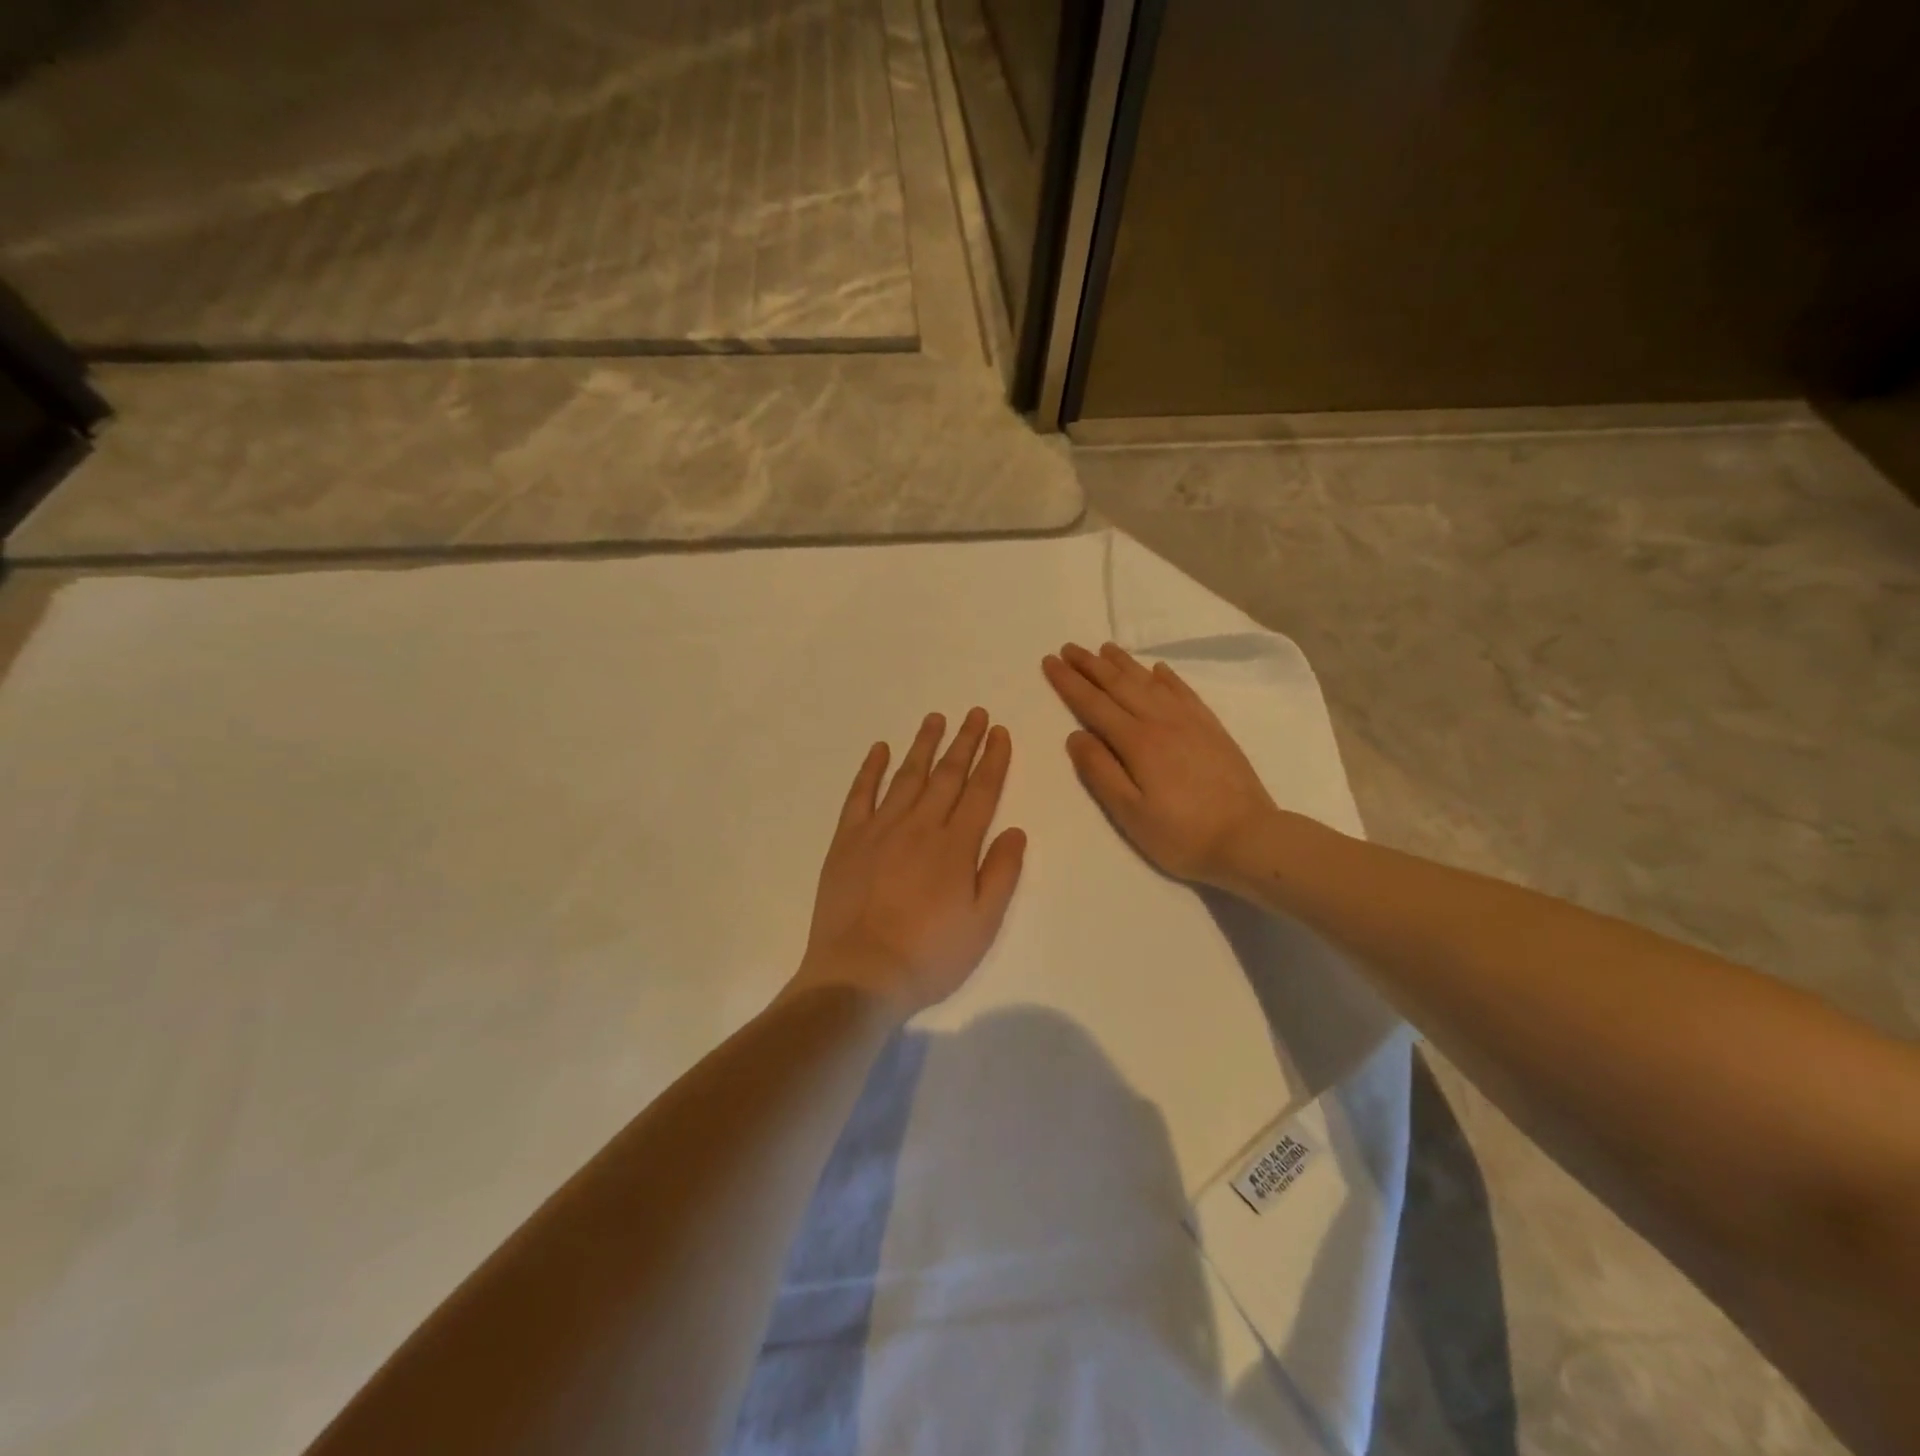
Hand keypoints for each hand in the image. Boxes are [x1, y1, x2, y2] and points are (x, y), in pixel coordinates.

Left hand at [789, 709, 1026, 1015]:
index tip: (1000, 732)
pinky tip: (879, 749)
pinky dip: (870, 769)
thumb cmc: (929, 955)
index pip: (981, 791)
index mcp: (956, 846)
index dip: (993, 759)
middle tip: (975, 713)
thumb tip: (1017, 830)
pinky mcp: (847, 840)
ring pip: (907, 776)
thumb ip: (1002, 873)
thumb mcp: (983, 924)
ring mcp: (879, 829)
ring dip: (923, 745)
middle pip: (947, 775)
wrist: (860, 975)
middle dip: (964, 741)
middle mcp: (920, 826)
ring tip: (935, 718)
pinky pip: (860, 794)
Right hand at [1043, 642, 1277, 886]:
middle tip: (1069, 647)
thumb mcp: (1129, 813)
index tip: (1050, 662)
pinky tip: (1158, 669)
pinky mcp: (1212, 729)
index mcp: (1137, 742)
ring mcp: (1191, 722)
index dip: (1069, 683)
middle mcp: (1162, 721)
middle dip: (1091, 665)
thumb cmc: (1181, 834)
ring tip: (1104, 648)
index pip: (1094, 704)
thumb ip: (1100, 771)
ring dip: (1124, 664)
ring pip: (1150, 683)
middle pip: (1120, 685)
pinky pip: (1184, 692)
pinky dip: (1167, 677)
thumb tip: (1075, 735)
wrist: (1250, 839)